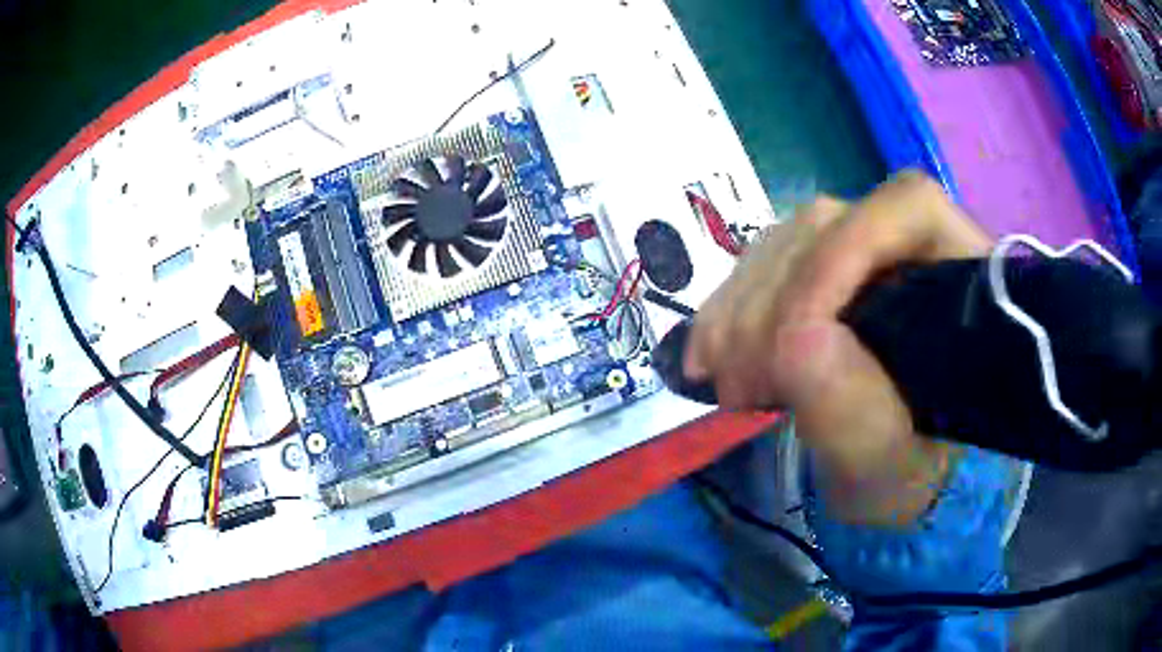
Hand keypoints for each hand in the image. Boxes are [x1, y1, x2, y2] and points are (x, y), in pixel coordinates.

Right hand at [684, 173, 991, 524]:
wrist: (893, 480)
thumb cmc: (908, 477)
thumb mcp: (888, 469)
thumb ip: (857, 417)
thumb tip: (797, 341)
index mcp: (960, 281)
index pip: (909, 210)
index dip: (845, 249)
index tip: (793, 334)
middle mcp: (914, 251)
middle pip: (832, 224)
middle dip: (774, 299)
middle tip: (740, 382)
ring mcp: (864, 257)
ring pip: (789, 242)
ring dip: (741, 306)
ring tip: (723, 377)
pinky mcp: (825, 276)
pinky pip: (764, 268)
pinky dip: (729, 308)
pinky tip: (710, 353)